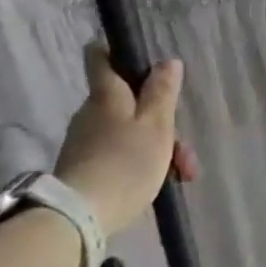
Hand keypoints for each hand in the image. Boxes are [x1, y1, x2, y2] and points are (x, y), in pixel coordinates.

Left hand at [54, 44, 199, 235]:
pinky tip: (164, 181)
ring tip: (183, 172)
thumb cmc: (126, 162)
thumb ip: (163, 92)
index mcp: (107, 96)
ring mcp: (86, 141)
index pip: (101, 59)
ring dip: (159, 145)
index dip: (115, 50)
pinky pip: (122, 152)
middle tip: (185, 146)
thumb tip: (167, 61)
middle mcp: (91, 113)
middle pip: (128, 101)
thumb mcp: (156, 125)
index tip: (136, 53)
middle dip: (161, 117)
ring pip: (130, 130)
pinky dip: (145, 161)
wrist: (81, 216)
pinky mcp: (86, 166)